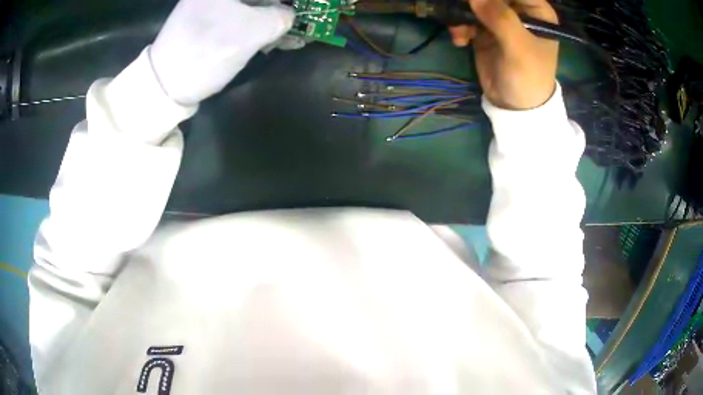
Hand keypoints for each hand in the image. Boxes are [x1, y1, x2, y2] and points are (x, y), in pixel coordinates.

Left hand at [150, 0, 293, 105]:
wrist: (164, 83)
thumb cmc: (207, 51)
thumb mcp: (253, 32)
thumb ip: (281, 17)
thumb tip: (288, 14)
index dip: (285, 1)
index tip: (301, 8)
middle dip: (281, 8)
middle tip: (298, 21)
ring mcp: (210, 4)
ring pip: (251, 6)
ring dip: (273, 18)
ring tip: (293, 35)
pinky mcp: (207, 20)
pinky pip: (239, 16)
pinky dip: (257, 25)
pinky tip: (273, 38)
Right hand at [449, 0, 558, 109]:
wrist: (515, 106)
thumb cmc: (528, 77)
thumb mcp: (519, 48)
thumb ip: (501, 19)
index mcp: (536, 11)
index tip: (478, 1)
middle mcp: (518, 10)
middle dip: (474, 2)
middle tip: (461, 10)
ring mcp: (499, 19)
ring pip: (475, 3)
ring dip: (462, 14)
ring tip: (460, 32)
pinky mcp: (484, 29)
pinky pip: (466, 18)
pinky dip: (459, 26)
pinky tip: (459, 40)